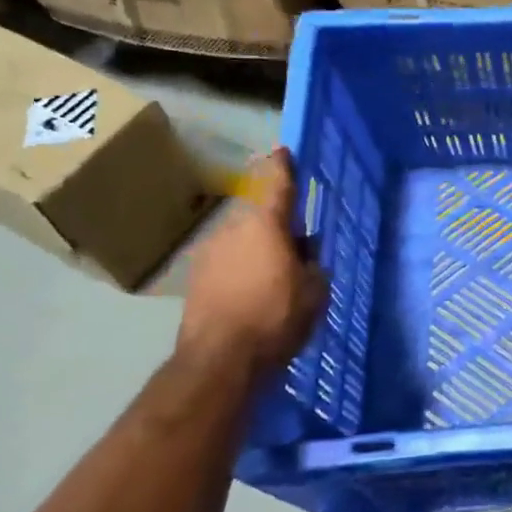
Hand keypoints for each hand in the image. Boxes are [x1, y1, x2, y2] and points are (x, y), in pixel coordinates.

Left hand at [179, 149, 327, 372]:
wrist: (220, 360)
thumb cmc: (277, 316)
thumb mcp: (315, 289)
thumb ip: (312, 262)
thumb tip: (303, 250)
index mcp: (265, 223)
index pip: (277, 182)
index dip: (284, 165)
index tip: (285, 151)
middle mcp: (232, 228)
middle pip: (259, 215)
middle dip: (278, 225)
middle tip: (299, 248)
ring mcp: (208, 253)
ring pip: (242, 240)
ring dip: (259, 249)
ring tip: (277, 276)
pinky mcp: (196, 279)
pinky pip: (228, 262)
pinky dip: (243, 270)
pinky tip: (255, 294)